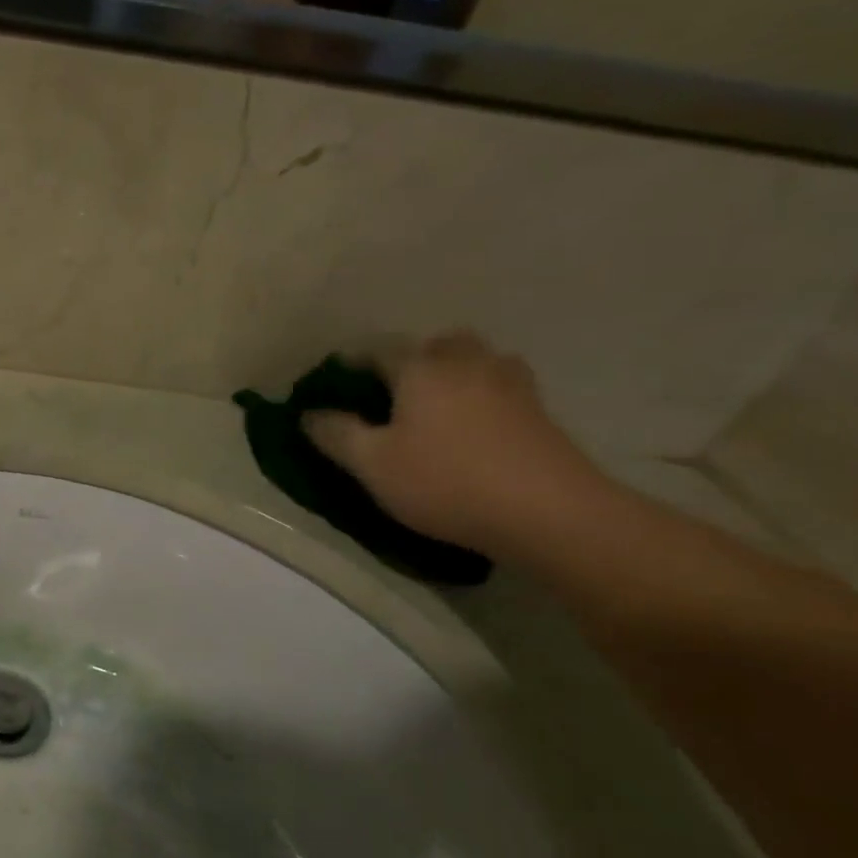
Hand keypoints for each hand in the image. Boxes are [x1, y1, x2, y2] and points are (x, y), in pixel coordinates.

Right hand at [302, 333, 613, 560]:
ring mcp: (510, 383)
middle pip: (435, 345)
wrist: (548, 512)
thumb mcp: (372, 464)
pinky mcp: (539, 410)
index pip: (377, 350)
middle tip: (394, 394)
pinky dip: (483, 396)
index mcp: (420, 368)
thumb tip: (309, 413)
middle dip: (412, 361)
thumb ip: (336, 434)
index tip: (336, 386)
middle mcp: (466, 362)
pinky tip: (476, 427)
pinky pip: (500, 387)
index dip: (352, 365)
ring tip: (438, 408)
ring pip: (475, 360)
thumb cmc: (445, 481)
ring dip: (453, 373)